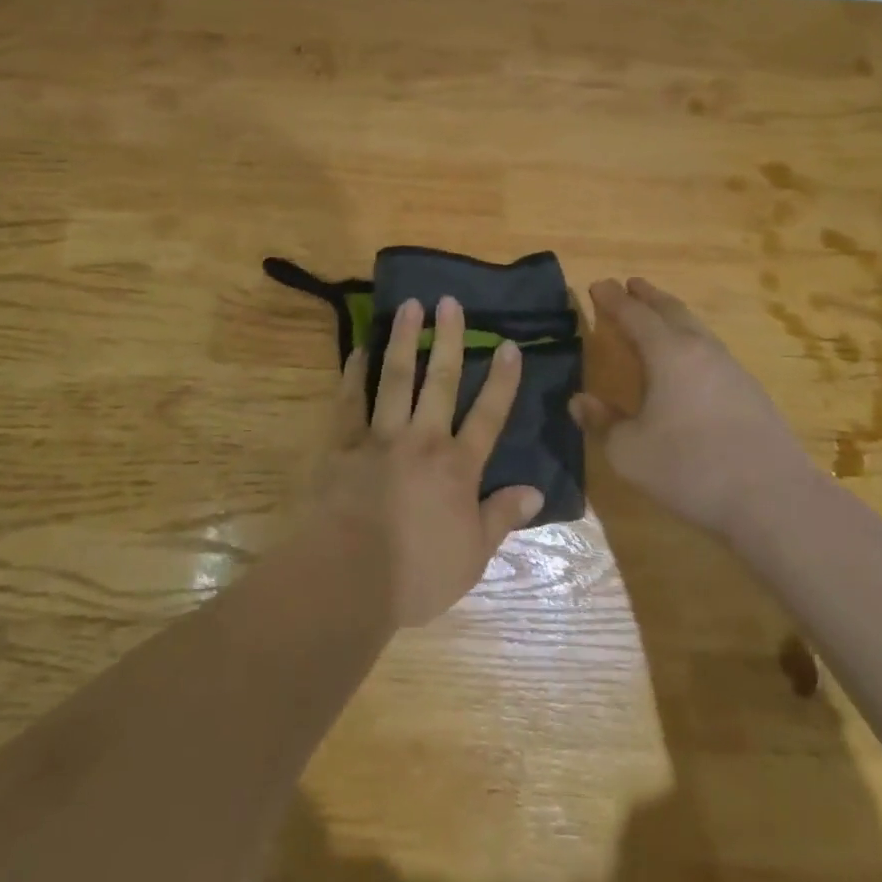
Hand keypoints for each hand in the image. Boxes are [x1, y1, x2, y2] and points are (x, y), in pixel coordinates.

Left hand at [311, 296, 544, 626]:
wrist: (349, 579)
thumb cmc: (417, 574)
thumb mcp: (473, 556)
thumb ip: (502, 517)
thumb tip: (536, 491)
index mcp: (457, 467)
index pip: (488, 415)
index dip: (502, 380)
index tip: (509, 345)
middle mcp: (423, 440)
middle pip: (441, 380)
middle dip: (449, 339)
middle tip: (449, 301)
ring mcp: (381, 437)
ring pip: (396, 377)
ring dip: (404, 339)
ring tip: (409, 306)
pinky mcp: (344, 444)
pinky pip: (350, 400)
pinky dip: (354, 373)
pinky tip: (359, 349)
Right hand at [573, 278, 813, 536]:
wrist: (774, 499)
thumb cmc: (691, 468)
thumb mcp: (629, 452)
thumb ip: (603, 423)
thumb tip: (579, 401)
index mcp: (668, 353)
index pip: (634, 314)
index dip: (613, 299)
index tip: (598, 285)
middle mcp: (700, 349)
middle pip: (671, 310)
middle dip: (647, 296)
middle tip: (630, 285)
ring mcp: (730, 368)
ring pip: (695, 327)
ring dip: (672, 315)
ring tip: (658, 315)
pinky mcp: (750, 391)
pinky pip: (710, 349)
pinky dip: (690, 340)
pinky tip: (689, 361)